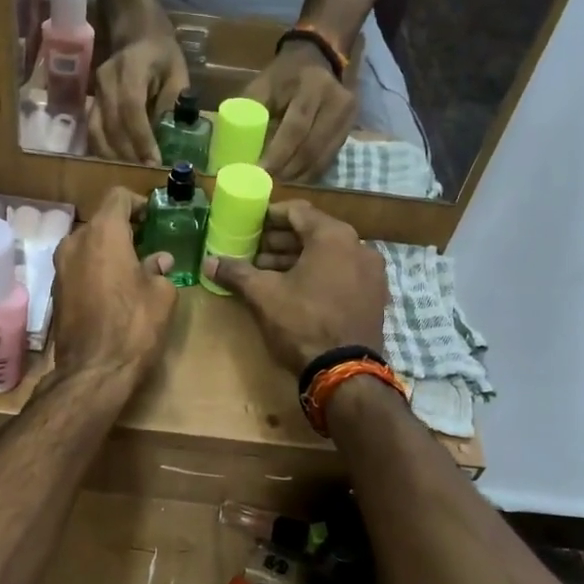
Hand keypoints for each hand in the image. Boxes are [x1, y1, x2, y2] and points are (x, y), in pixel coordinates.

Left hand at [49, 187, 178, 384]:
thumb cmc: (134, 326)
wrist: (93, 371)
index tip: (154, 218)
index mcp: (103, 233)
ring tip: (133, 268)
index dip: (138, 203)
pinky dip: (96, 269)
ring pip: (88, 245)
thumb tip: (158, 261)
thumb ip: (159, 269)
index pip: (118, 197)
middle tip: (148, 244)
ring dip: (109, 250)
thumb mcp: (161, 294)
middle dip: (124, 229)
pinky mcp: (56, 290)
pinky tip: (114, 289)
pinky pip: (79, 266)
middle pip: (101, 221)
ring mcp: (60, 267)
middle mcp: (75, 242)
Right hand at [86, 31, 188, 164]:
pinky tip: (116, 165)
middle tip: (145, 176)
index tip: (154, 162)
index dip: (141, 139)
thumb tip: (169, 138)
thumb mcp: (177, 73)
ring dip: (113, 157)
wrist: (134, 32)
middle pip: (112, 126)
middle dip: (128, 155)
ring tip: (131, 175)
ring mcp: (94, 93)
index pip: (131, 109)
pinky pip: (92, 132)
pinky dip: (103, 151)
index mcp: (130, 69)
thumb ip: (172, 103)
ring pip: (96, 132)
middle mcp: (106, 81)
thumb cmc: (161, 54)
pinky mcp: (90, 103)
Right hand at [200, 201, 385, 373]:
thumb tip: (209, 261)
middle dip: (281, 241)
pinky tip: (295, 290)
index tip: (249, 225)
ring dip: (298, 259)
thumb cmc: (303, 323)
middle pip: (314, 232)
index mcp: (333, 236)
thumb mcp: (263, 295)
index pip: (297, 211)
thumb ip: (236, 273)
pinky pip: (342, 273)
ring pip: (328, 254)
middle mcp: (359, 246)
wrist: (345, 372)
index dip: (270, 216)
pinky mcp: (374, 296)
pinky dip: (318, 274)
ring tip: (268, 273)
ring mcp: (371, 272)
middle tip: (254, 252)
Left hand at [245, 43, 357, 182]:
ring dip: (299, 175)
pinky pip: (330, 157)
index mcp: (310, 85)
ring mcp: (347, 115)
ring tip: (279, 182)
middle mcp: (335, 100)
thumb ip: (250, 111)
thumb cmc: (284, 74)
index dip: (278, 154)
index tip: (260, 171)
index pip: (296, 127)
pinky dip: (311, 171)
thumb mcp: (263, 84)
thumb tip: (234, 146)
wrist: (318, 57)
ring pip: (322, 156)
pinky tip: (296, 177)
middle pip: (311, 146)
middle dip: (288, 170)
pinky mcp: (351, 127)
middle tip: (268, 183)